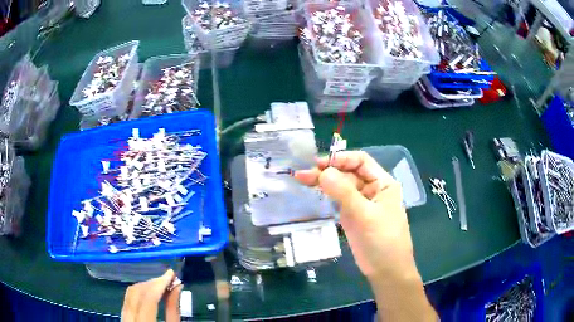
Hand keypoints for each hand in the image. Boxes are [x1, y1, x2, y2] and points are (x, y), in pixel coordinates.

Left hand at [121, 269, 182, 321]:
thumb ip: (173, 309)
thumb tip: (177, 287)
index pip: (148, 299)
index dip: (160, 283)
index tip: (172, 274)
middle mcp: (128, 319)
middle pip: (136, 292)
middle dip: (152, 283)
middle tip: (168, 278)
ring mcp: (123, 318)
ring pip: (130, 294)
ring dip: (146, 286)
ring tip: (161, 284)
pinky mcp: (122, 317)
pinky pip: (128, 300)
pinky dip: (139, 293)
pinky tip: (150, 293)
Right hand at [295, 151, 417, 280]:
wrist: (386, 270)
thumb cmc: (382, 240)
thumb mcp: (365, 215)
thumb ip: (344, 192)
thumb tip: (323, 171)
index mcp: (382, 183)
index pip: (361, 161)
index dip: (340, 159)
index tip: (319, 164)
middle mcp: (372, 189)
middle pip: (348, 173)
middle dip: (327, 171)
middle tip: (302, 174)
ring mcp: (361, 203)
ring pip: (341, 186)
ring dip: (323, 182)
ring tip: (301, 180)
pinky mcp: (352, 216)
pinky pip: (338, 200)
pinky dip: (326, 194)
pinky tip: (313, 191)